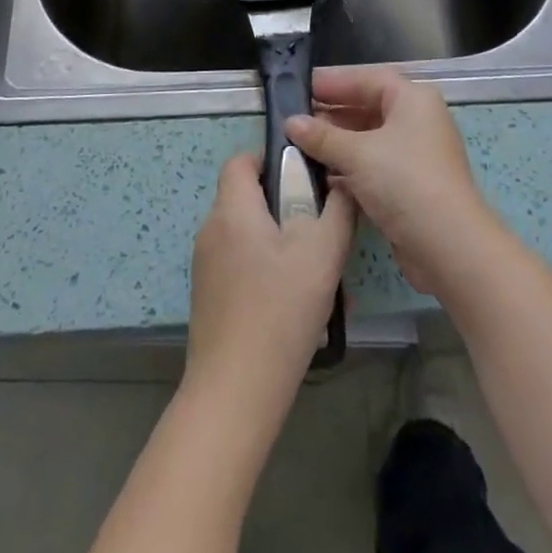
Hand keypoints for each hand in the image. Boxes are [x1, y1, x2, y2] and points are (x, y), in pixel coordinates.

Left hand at [185, 152, 354, 412]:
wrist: (235, 392)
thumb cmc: (279, 310)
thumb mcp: (322, 253)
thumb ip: (338, 211)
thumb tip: (344, 184)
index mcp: (232, 210)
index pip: (242, 160)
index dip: (273, 159)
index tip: (306, 178)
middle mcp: (211, 230)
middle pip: (249, 199)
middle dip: (288, 207)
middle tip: (323, 231)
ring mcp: (207, 267)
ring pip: (250, 236)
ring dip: (283, 244)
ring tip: (318, 274)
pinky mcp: (210, 298)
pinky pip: (242, 266)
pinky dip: (269, 271)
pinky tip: (298, 306)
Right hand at [285, 66, 496, 296]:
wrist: (448, 246)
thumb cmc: (404, 182)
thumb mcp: (357, 153)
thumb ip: (322, 136)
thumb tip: (290, 122)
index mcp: (412, 100)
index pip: (367, 79)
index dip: (333, 81)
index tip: (300, 87)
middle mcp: (417, 121)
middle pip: (368, 107)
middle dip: (332, 113)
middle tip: (294, 119)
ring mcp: (415, 155)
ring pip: (369, 140)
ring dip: (337, 143)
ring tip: (299, 146)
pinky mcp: (410, 186)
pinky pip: (373, 166)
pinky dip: (349, 167)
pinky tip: (320, 175)